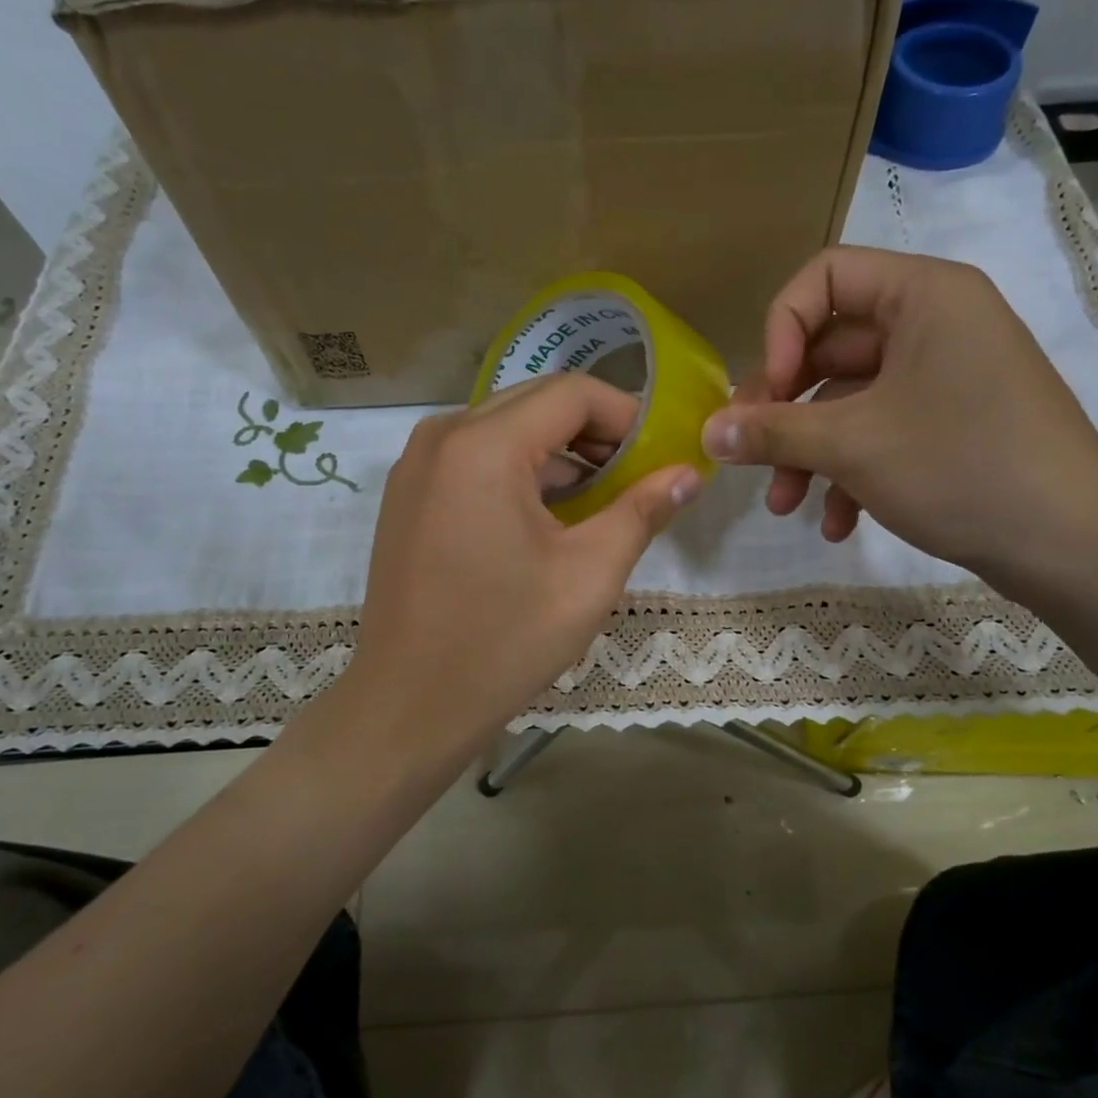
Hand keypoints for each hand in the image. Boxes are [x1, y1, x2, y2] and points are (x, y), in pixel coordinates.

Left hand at [333, 374, 700, 770]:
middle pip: (536, 402)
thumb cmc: (505, 640)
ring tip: (600, 502)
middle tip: (636, 478)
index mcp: (484, 445)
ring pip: (505, 430)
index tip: (660, 456)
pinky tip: (548, 520)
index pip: (572, 392)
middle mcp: (442, 436)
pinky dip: (519, 473)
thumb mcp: (589, 575)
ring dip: (557, 454)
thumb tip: (688, 474)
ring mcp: (417, 466)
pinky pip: (474, 459)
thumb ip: (642, 511)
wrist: (410, 704)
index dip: (626, 415)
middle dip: (594, 433)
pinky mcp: (408, 496)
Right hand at [701, 247, 1097, 591]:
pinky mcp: (954, 425)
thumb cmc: (961, 468)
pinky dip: (852, 472)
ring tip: (785, 506)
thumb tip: (707, 431)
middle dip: (785, 411)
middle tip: (750, 457)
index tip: (765, 397)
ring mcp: (947, 377)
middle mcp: (937, 324)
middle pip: (830, 349)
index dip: (780, 333)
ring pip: (851, 401)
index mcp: (923, 296)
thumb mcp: (853, 446)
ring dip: (810, 453)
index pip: (824, 279)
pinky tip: (838, 524)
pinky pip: (884, 432)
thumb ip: (772, 431)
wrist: (1073, 546)